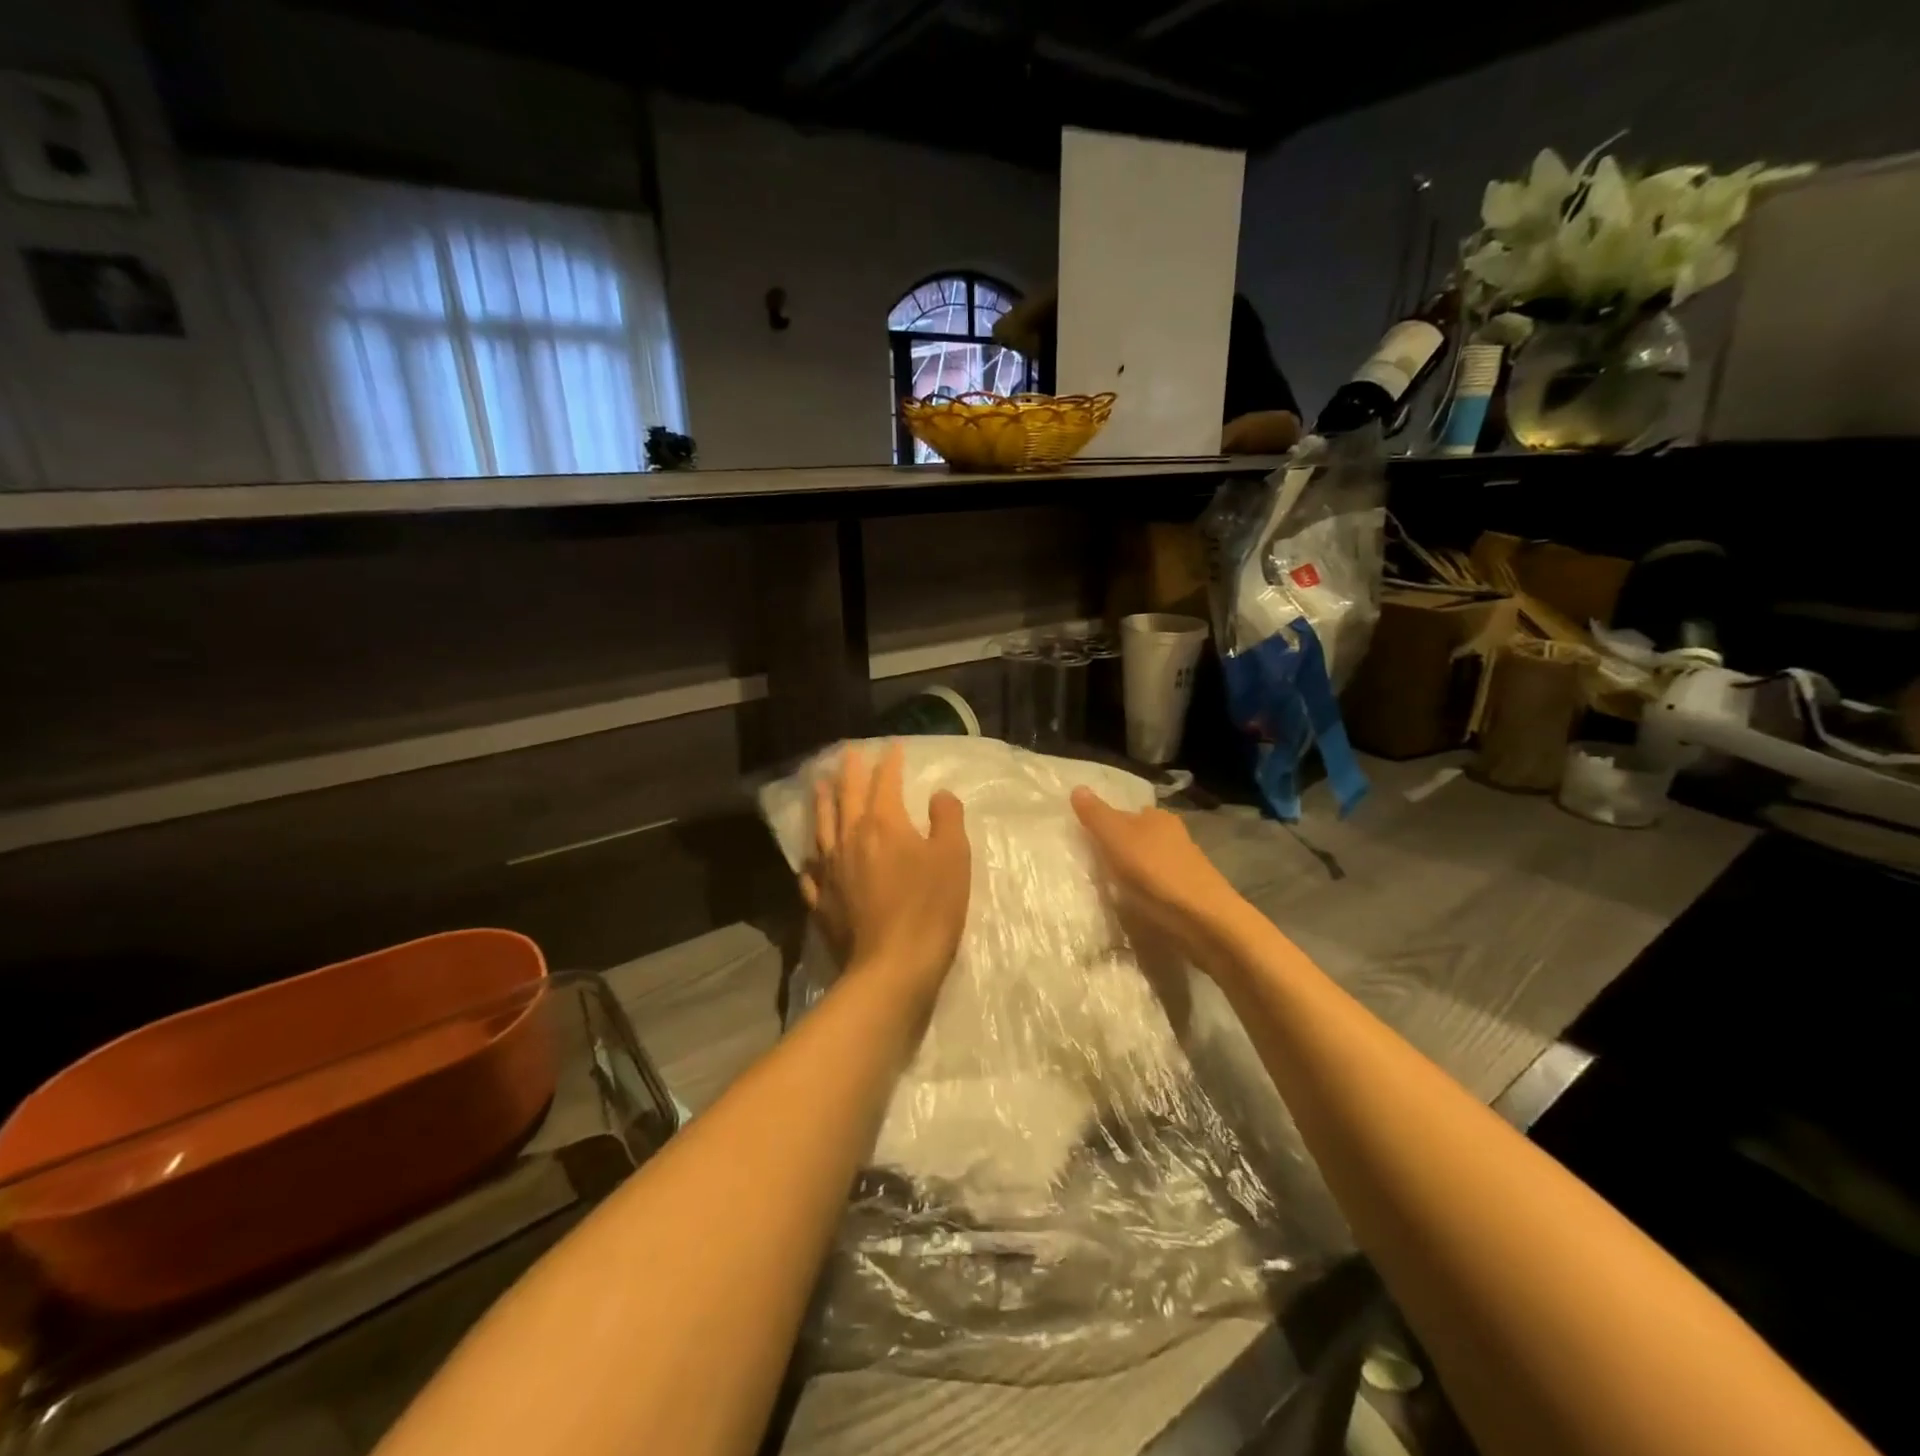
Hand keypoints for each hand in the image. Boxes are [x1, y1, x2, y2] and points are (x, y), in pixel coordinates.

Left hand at [802, 744, 970, 1004]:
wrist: (893, 965)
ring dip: (822, 802)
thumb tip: (938, 794)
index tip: (892, 747)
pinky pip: (811, 872)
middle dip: (849, 772)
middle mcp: (851, 839)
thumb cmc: (930, 907)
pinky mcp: (822, 901)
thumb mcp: (954, 857)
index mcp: (884, 824)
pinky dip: (811, 858)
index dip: (890, 763)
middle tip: (848, 752)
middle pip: (847, 797)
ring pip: (822, 826)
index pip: (885, 783)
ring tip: (819, 784)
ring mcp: (831, 871)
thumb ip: (947, 818)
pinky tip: (809, 856)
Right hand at [1070, 787, 1247, 973]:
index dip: (1104, 824)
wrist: (1204, 919)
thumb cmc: (1155, 872)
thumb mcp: (1116, 838)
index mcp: (1157, 816)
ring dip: (1132, 871)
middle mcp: (1174, 834)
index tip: (1085, 841)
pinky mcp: (1189, 892)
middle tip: (1093, 866)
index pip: (1124, 812)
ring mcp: (1184, 864)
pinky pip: (1158, 885)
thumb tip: (1077, 788)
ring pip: (1149, 861)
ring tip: (1110, 887)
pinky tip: (1135, 903)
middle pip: (1138, 836)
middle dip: (1118, 848)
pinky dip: (1145, 890)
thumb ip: (1096, 815)